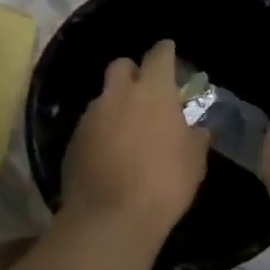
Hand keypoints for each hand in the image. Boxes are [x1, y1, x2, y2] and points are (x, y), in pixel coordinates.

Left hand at [61, 39, 209, 237]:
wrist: (111, 217)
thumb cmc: (164, 182)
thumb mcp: (194, 161)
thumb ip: (195, 137)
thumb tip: (196, 129)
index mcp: (153, 91)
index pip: (159, 55)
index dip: (166, 52)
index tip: (170, 52)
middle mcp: (118, 94)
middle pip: (121, 65)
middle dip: (133, 72)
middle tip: (146, 92)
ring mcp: (91, 116)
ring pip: (104, 97)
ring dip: (116, 105)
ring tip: (128, 129)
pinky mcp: (72, 140)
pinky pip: (91, 125)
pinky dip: (101, 131)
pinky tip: (110, 153)